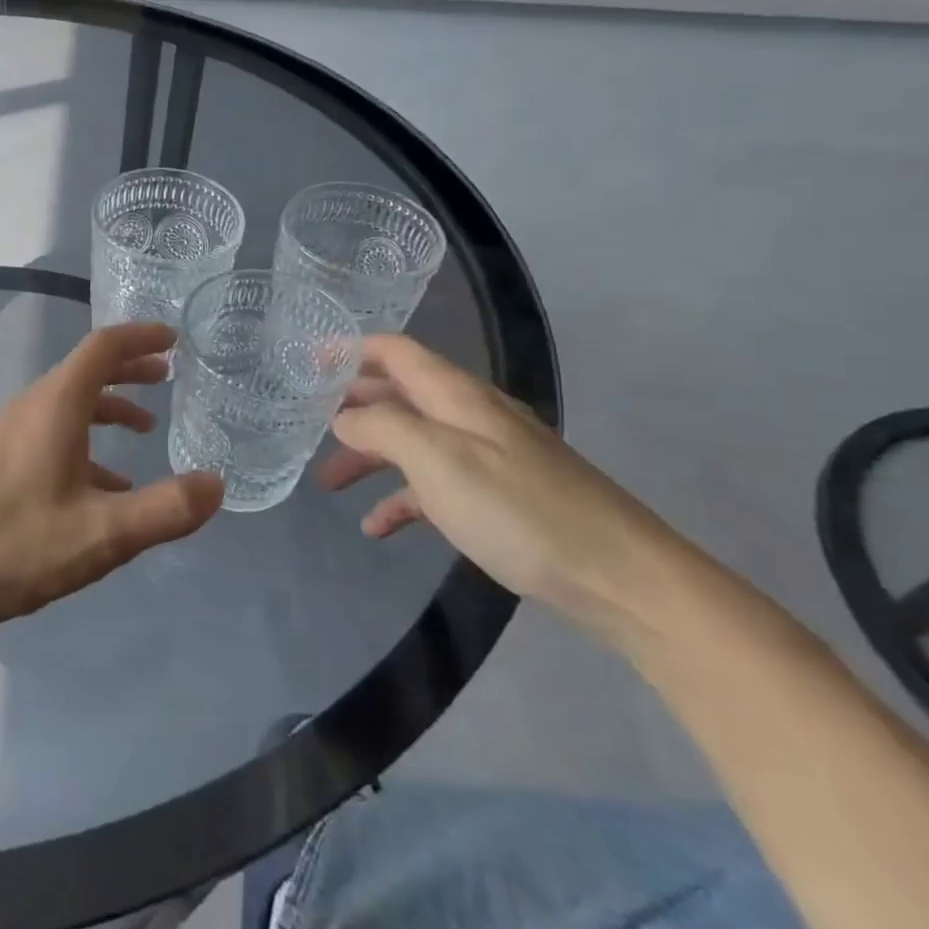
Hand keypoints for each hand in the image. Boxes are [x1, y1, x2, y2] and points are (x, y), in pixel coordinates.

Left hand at [0, 322, 224, 648]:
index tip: (175, 339)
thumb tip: (216, 484)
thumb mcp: (104, 533)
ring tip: (145, 428)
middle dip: (129, 368)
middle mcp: (31, 407)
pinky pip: (51, 432)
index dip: (141, 336)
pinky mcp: (0, 459)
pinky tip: (106, 483)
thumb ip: (166, 509)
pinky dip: (86, 440)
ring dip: (108, 406)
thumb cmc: (18, 545)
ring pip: (68, 402)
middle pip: (85, 370)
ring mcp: (10, 432)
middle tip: (168, 376)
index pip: (103, 347)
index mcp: (55, 406)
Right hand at [318, 334, 684, 639]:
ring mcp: (486, 457)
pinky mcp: (496, 497)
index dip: (350, 349)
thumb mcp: (438, 460)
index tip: (306, 361)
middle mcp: (469, 416)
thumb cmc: (520, 510)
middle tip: (306, 421)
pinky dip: (401, 498)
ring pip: (411, 441)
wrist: (622, 579)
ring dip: (368, 455)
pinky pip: (434, 486)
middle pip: (398, 394)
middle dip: (350, 405)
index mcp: (456, 395)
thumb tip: (343, 416)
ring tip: (329, 481)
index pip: (395, 351)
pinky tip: (377, 526)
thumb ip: (381, 427)